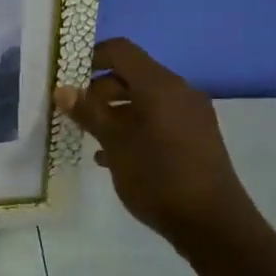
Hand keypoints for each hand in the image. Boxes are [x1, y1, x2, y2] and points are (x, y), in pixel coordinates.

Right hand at [55, 37, 259, 246]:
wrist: (212, 224)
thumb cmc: (158, 176)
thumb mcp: (114, 143)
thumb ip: (88, 112)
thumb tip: (62, 89)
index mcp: (160, 85)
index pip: (121, 51)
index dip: (91, 57)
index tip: (67, 77)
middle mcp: (179, 92)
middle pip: (131, 74)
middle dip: (99, 89)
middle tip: (73, 111)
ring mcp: (190, 115)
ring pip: (144, 99)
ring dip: (114, 111)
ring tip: (89, 135)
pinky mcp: (195, 137)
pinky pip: (157, 119)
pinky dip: (133, 127)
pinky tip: (112, 156)